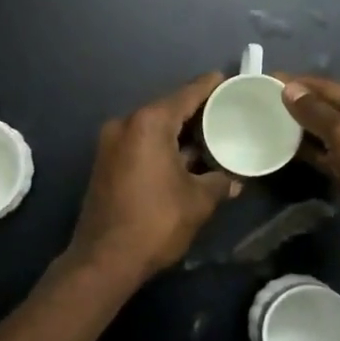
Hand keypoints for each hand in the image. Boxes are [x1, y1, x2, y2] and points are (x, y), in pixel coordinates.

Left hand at [63, 74, 241, 284]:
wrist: (104, 260)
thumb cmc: (156, 222)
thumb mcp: (198, 201)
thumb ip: (220, 182)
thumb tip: (235, 180)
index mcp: (149, 123)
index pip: (187, 94)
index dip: (210, 86)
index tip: (230, 81)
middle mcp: (126, 124)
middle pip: (168, 108)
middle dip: (197, 111)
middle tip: (228, 113)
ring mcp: (111, 143)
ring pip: (154, 127)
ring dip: (180, 132)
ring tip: (212, 137)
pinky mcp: (106, 162)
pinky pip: (141, 143)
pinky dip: (163, 145)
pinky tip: (186, 158)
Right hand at [278, 76, 339, 236]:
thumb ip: (315, 111)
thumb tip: (289, 89)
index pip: (335, 88)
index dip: (302, 84)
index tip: (271, 79)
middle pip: (333, 110)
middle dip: (301, 107)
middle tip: (265, 102)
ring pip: (330, 135)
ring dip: (303, 131)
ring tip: (270, 123)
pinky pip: (331, 157)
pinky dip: (311, 153)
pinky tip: (286, 149)